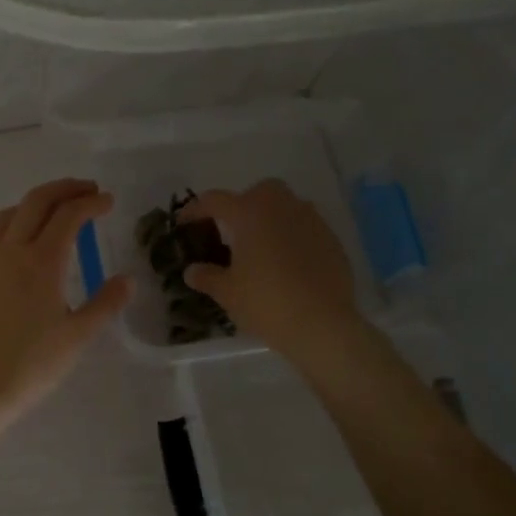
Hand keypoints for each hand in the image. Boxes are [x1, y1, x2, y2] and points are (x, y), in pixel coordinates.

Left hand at [0, 179, 130, 424]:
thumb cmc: (31, 364)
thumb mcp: (78, 336)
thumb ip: (105, 303)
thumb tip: (126, 280)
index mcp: (42, 261)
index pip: (69, 215)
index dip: (90, 203)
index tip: (107, 201)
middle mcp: (9, 250)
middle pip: (36, 201)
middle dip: (64, 189)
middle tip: (85, 190)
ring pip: (6, 215)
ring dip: (32, 205)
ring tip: (50, 213)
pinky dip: (6, 229)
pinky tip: (13, 246)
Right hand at [180, 180, 360, 363]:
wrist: (322, 324)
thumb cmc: (265, 302)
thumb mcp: (228, 292)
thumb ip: (207, 277)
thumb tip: (192, 271)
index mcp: (249, 213)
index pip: (215, 200)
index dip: (195, 209)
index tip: (184, 222)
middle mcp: (282, 207)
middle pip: (259, 191)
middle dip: (243, 204)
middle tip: (232, 231)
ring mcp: (311, 221)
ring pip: (287, 206)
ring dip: (272, 219)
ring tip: (261, 248)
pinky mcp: (332, 240)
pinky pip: (306, 228)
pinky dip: (293, 237)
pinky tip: (288, 264)